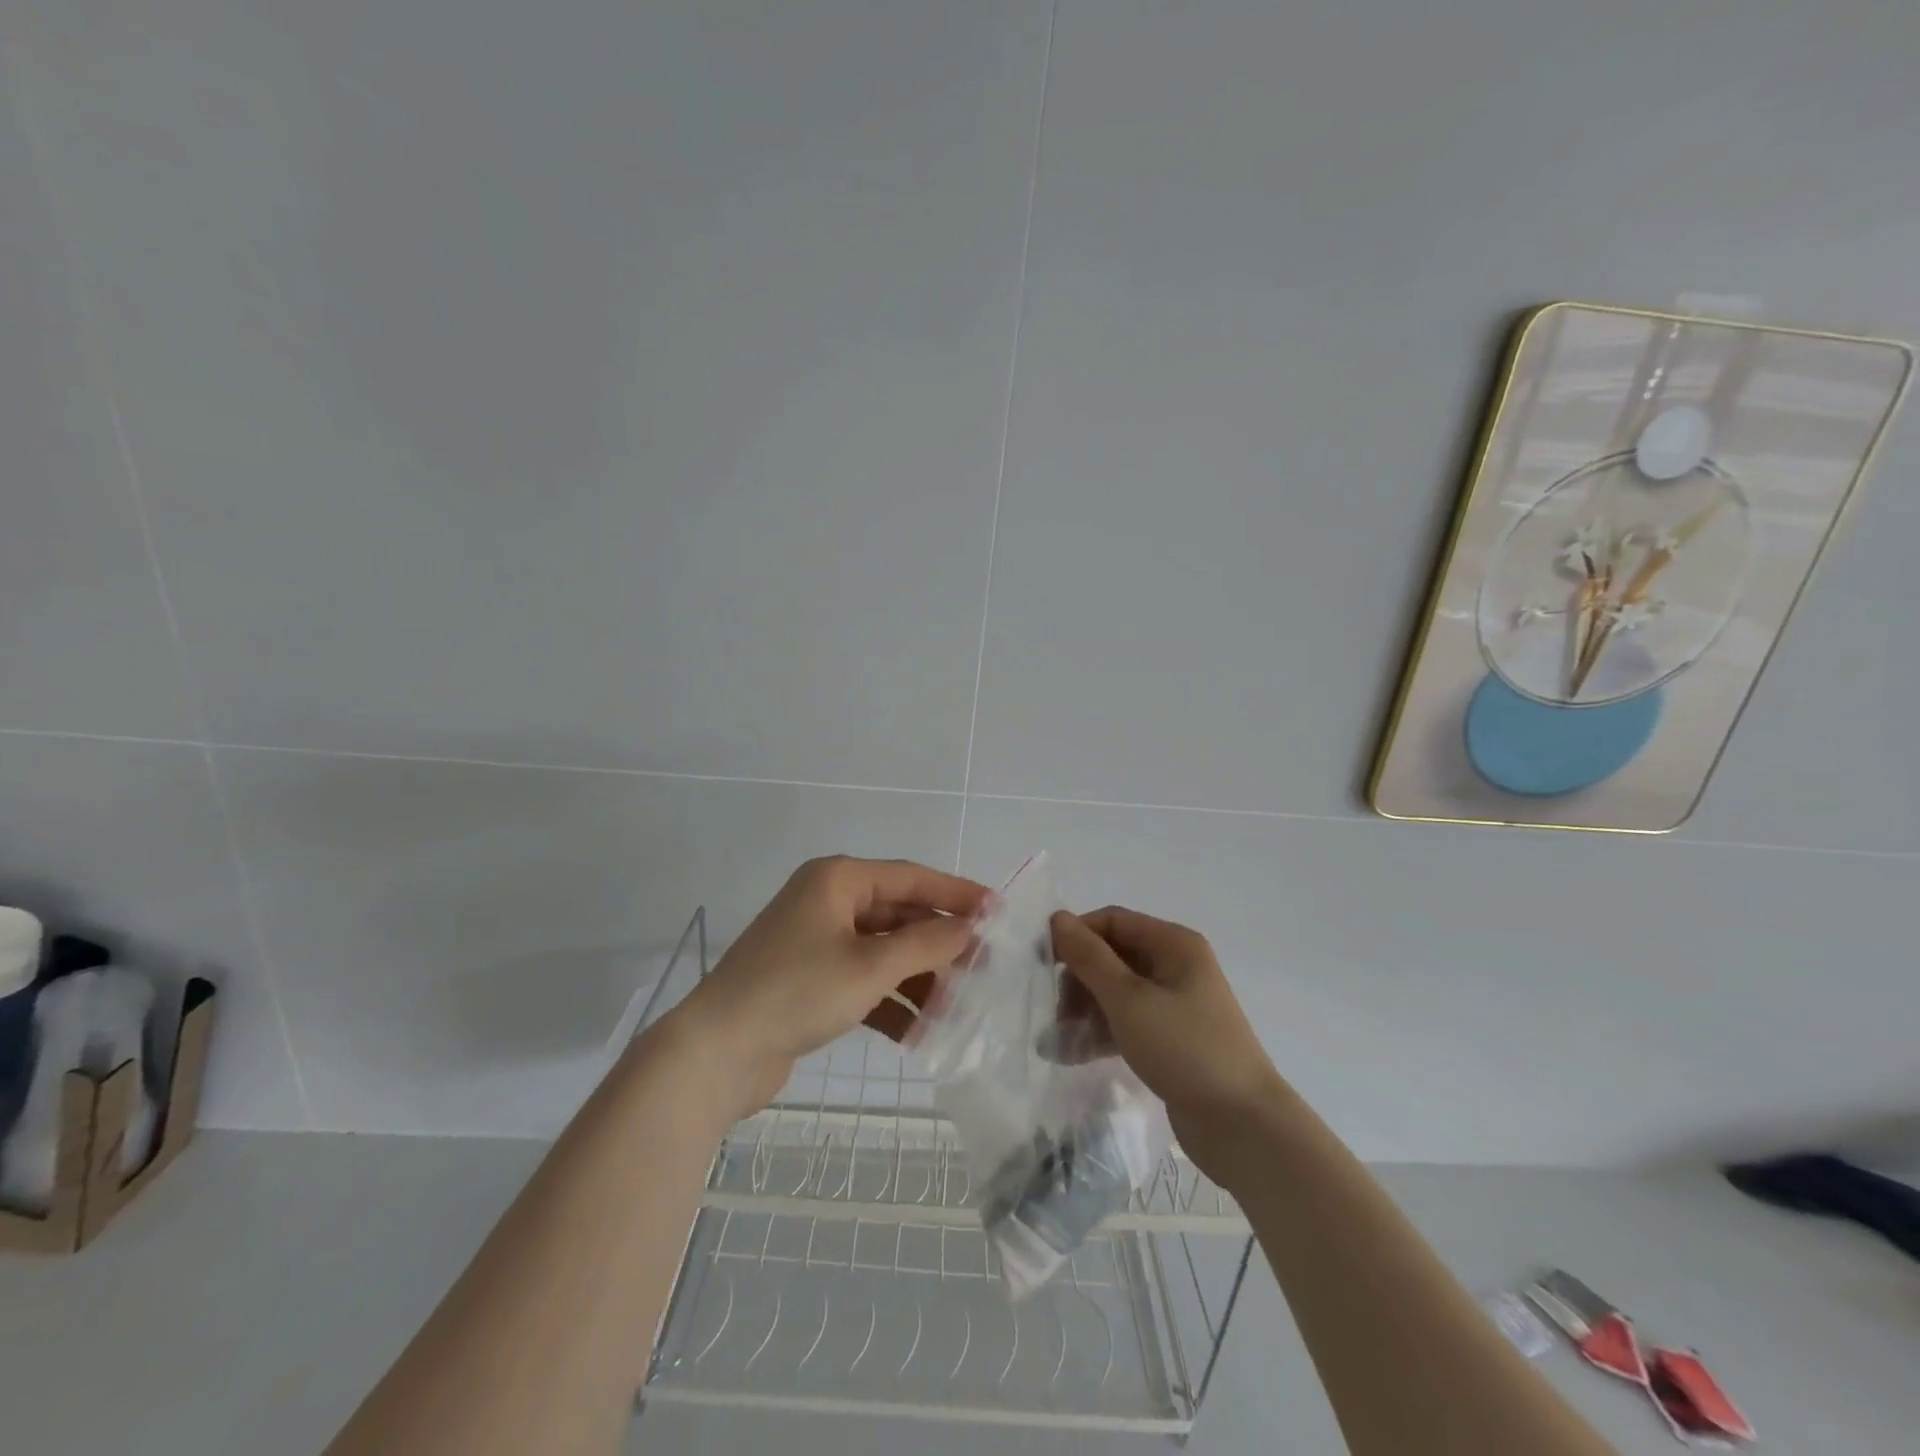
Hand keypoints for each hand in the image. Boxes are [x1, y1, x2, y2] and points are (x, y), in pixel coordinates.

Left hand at [673, 857, 989, 1118]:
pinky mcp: (811, 981)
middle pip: (899, 915)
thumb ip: (926, 944)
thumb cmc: (796, 992)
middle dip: (938, 943)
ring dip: (918, 978)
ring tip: (956, 1007)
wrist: (715, 1054)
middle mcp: (828, 903)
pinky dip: (890, 1002)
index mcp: (838, 881)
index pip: (911, 878)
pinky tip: (919, 1033)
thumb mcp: (869, 966)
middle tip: (983, 966)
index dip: (956, 893)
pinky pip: (864, 981)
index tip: (998, 909)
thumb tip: (970, 928)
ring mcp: (817, 943)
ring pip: (884, 952)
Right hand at [1050, 906, 1287, 1188]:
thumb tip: (1057, 917)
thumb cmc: (1184, 1049)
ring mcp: (1176, 1004)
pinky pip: (1127, 1022)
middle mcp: (1176, 966)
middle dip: (1078, 979)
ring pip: (1117, 992)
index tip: (1042, 963)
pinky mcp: (1172, 1039)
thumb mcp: (1128, 999)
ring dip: (1084, 1010)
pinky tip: (1071, 1055)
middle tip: (1054, 1012)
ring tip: (1056, 1040)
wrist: (1243, 1127)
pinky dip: (1101, 1032)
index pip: (1113, 921)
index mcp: (1174, 945)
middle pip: (1113, 956)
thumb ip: (1089, 957)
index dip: (1076, 935)